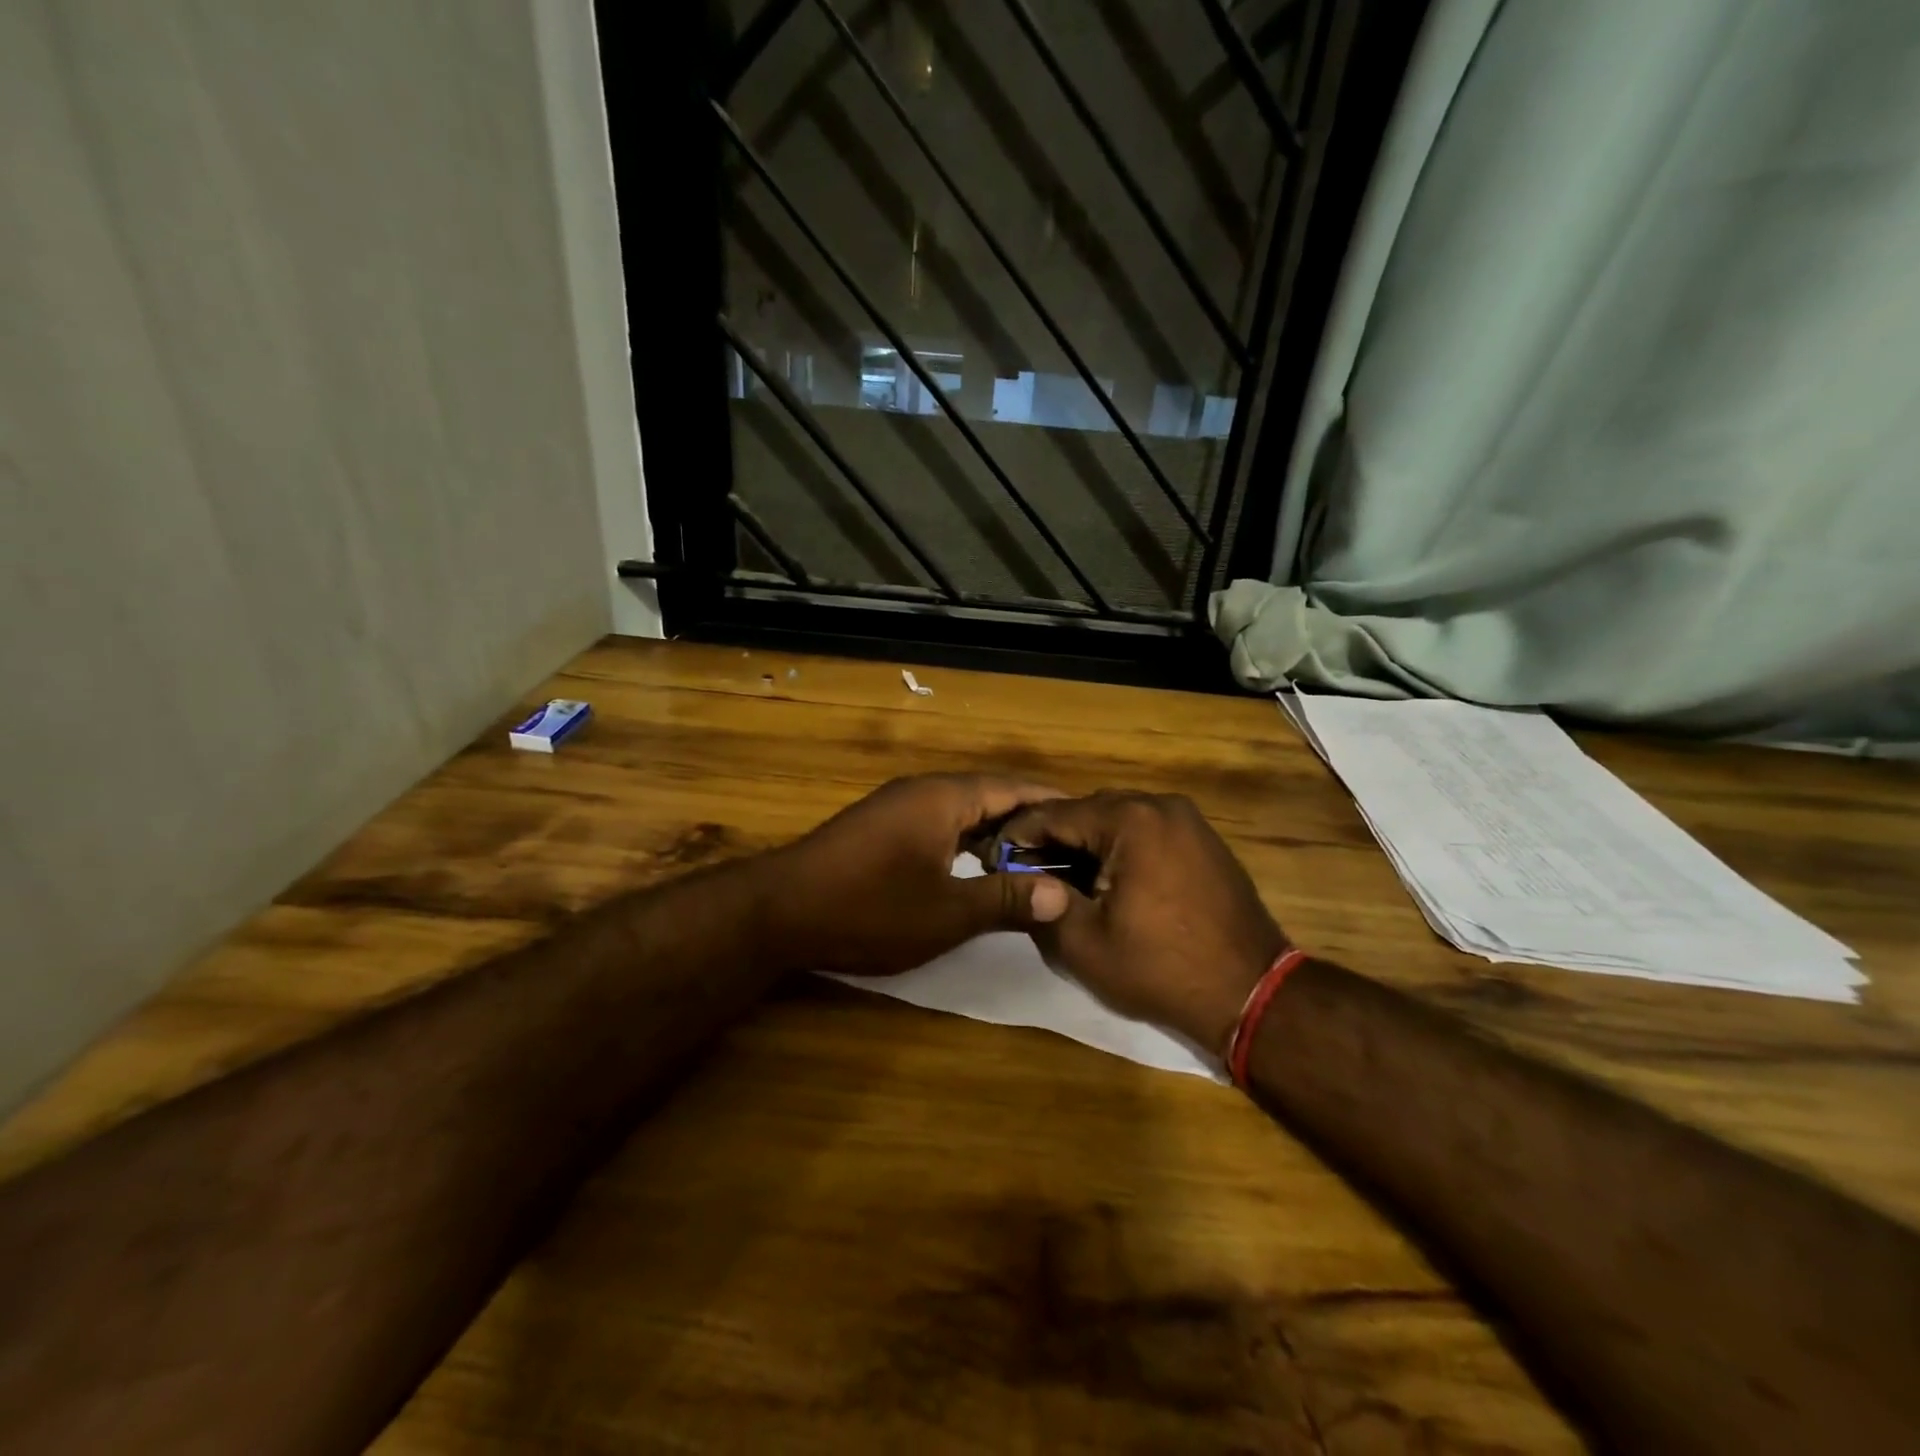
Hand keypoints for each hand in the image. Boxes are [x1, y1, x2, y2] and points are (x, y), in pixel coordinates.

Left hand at [764, 774, 1070, 976]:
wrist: (778, 911)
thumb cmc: (869, 908)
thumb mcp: (947, 912)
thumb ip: (1005, 899)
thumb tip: (1061, 895)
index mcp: (944, 798)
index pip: (1013, 788)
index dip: (1051, 802)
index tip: (1086, 818)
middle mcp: (922, 791)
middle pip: (988, 795)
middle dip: (1027, 818)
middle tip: (1067, 845)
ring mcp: (896, 806)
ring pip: (960, 810)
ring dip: (994, 831)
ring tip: (1031, 858)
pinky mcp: (878, 826)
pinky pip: (937, 822)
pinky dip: (964, 839)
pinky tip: (974, 866)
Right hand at [999, 791, 1289, 1054]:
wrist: (1251, 993)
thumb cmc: (1160, 969)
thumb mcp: (1084, 943)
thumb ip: (1042, 901)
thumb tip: (1019, 879)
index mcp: (1129, 820)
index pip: (1054, 814)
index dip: (1018, 835)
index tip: (993, 856)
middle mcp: (1160, 805)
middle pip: (1088, 810)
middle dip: (1054, 838)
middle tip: (1025, 869)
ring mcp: (1188, 820)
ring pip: (1118, 819)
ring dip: (1088, 842)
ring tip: (1064, 877)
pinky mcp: (1204, 840)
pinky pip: (1148, 831)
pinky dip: (1121, 847)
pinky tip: (1109, 878)